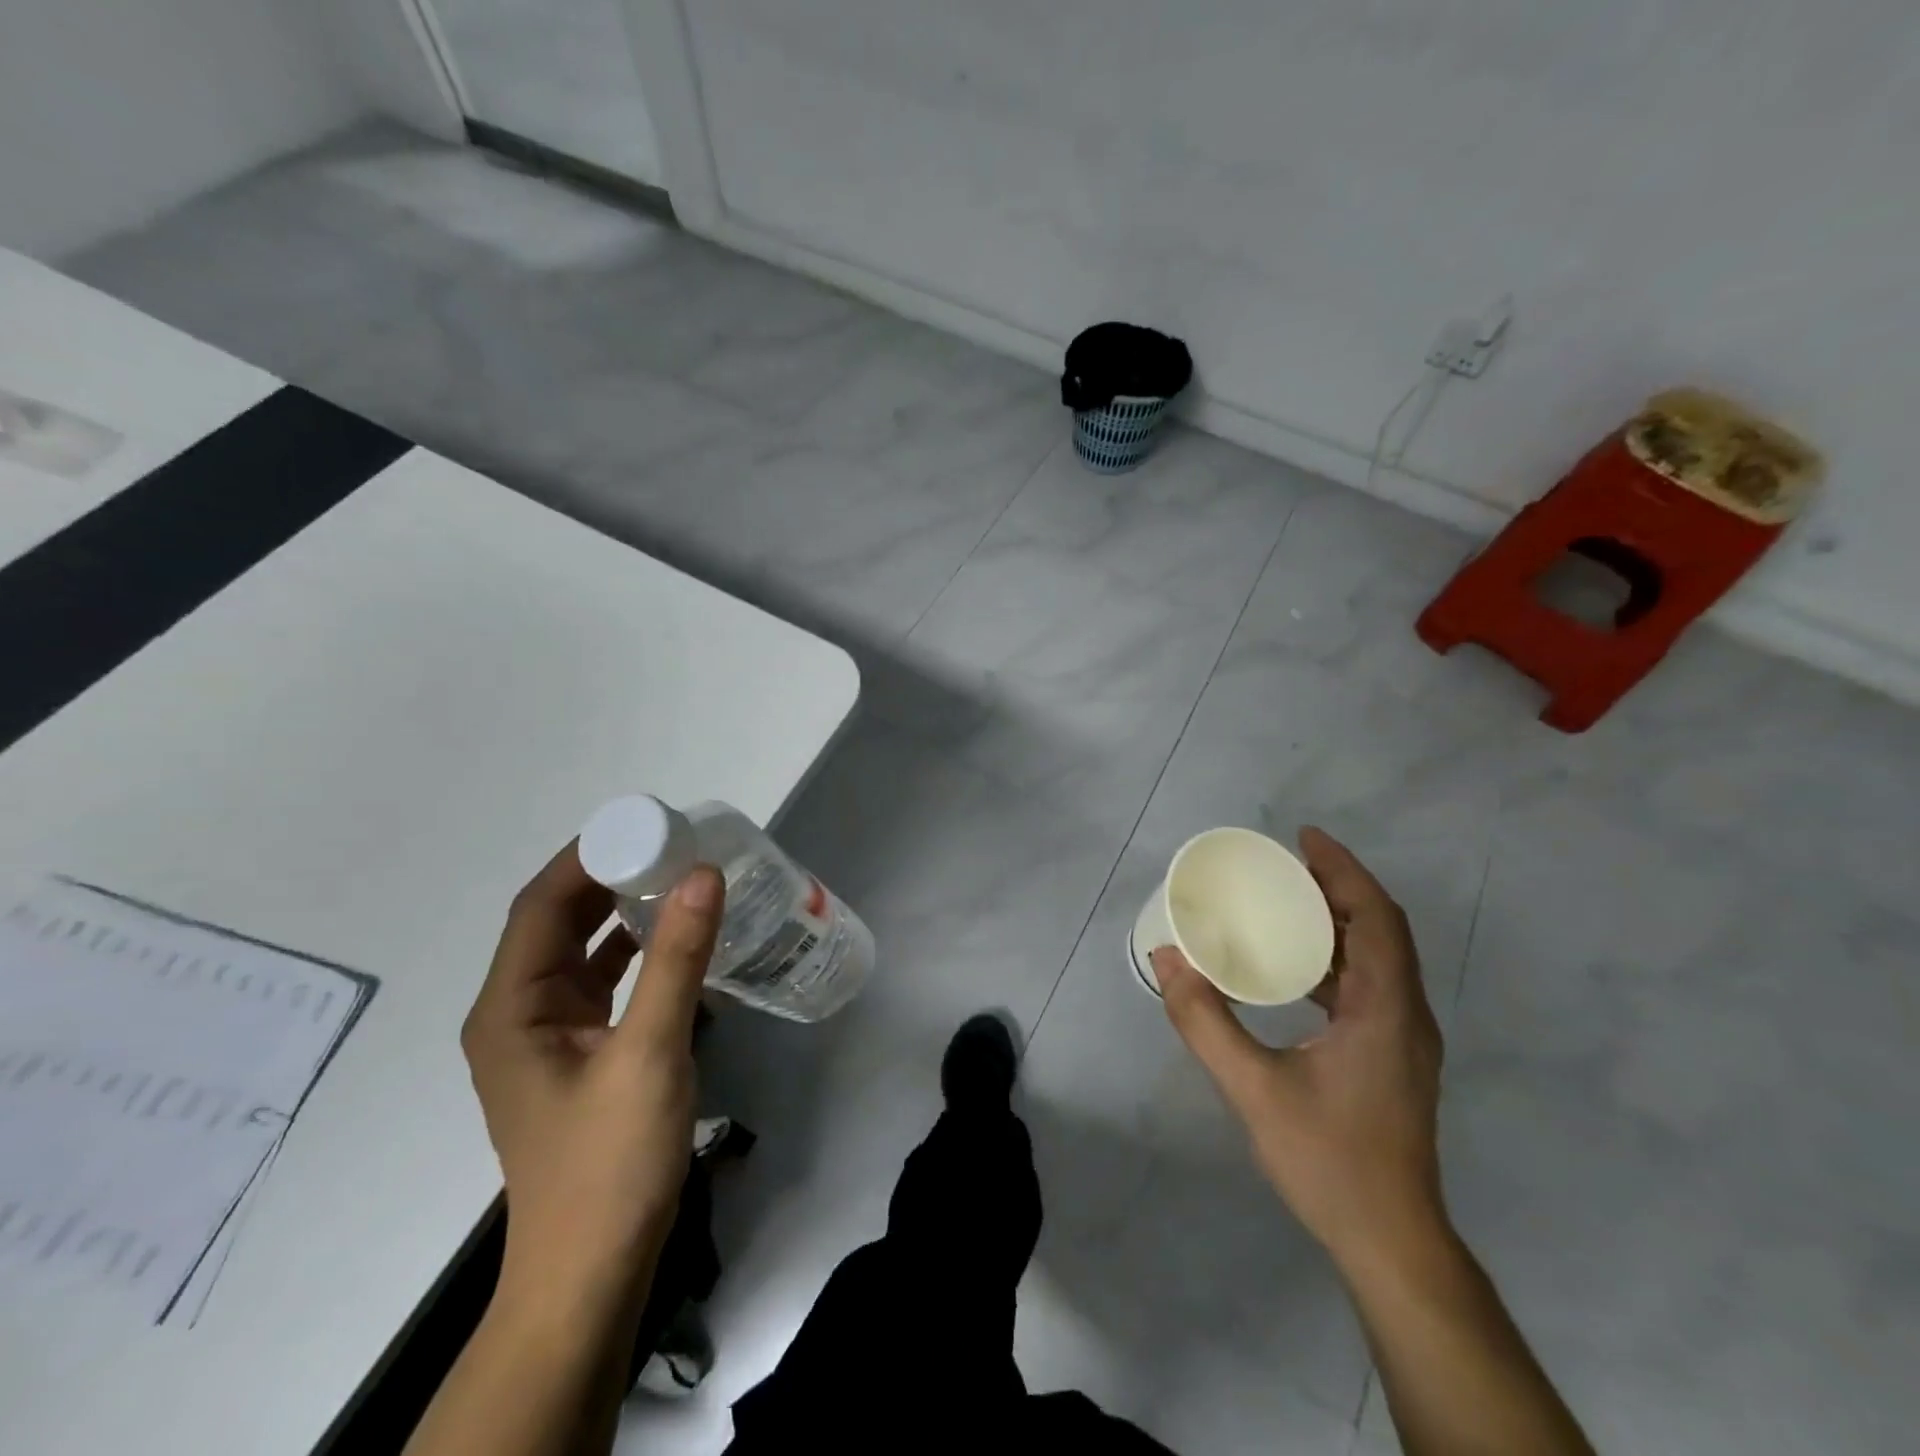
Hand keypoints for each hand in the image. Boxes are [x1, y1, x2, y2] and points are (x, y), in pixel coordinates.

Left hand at [461, 842, 723, 1308]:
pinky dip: (635, 951)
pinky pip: (603, 981)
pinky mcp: (579, 1053)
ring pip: (582, 949)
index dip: (588, 855)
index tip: (648, 824)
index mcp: (511, 1005)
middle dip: (610, 876)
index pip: (541, 904)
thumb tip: (702, 873)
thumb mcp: (649, 1051)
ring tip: (677, 878)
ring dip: (622, 911)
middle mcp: (518, 1011)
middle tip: (672, 843)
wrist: (593, 1269)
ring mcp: (548, 1034)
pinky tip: (676, 939)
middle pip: (558, 920)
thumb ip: (676, 959)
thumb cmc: (609, 1161)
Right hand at [1151, 827, 1445, 1271]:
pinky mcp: (1392, 1057)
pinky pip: (1369, 985)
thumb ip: (1205, 1022)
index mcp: (1386, 1009)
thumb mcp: (1254, 1089)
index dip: (1343, 870)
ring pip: (1378, 957)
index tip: (1303, 839)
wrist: (1391, 1242)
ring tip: (1285, 903)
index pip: (1376, 917)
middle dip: (1337, 887)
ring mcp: (1403, 1038)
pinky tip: (1294, 969)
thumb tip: (1167, 960)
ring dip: (1337, 922)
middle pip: (1380, 929)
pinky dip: (1334, 958)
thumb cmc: (1329, 1160)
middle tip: (1284, 865)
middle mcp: (1405, 1013)